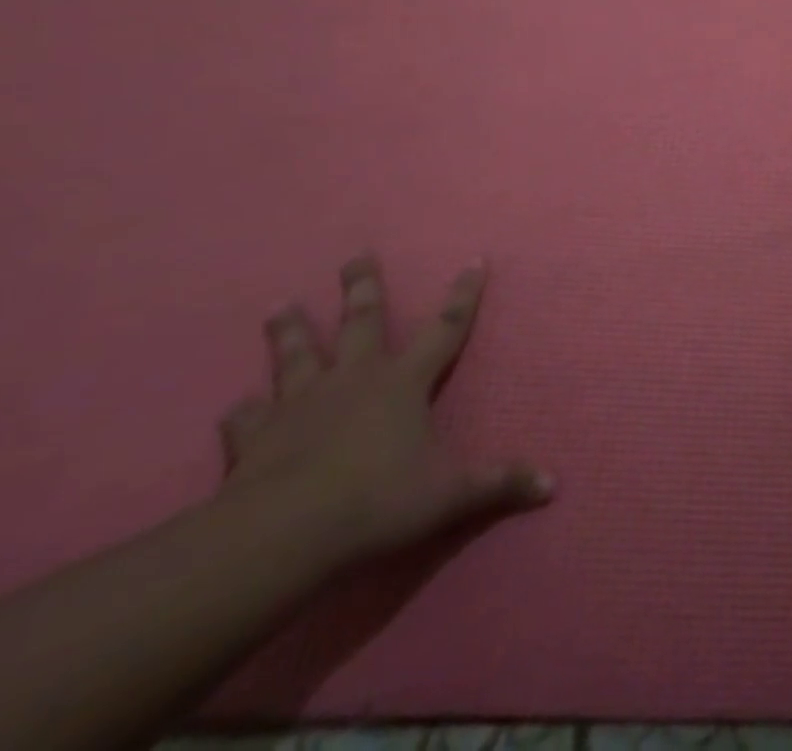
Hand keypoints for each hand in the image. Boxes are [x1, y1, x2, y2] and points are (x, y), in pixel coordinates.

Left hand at [218, 255, 551, 564]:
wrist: (283, 535)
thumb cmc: (377, 502)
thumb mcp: (449, 495)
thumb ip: (499, 484)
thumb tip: (553, 484)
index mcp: (403, 383)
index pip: (445, 328)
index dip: (463, 295)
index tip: (474, 260)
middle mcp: (354, 379)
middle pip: (361, 322)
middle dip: (362, 287)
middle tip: (355, 256)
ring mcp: (301, 403)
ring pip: (297, 355)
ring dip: (290, 330)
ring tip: (280, 305)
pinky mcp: (256, 436)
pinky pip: (246, 417)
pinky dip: (243, 412)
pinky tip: (237, 408)